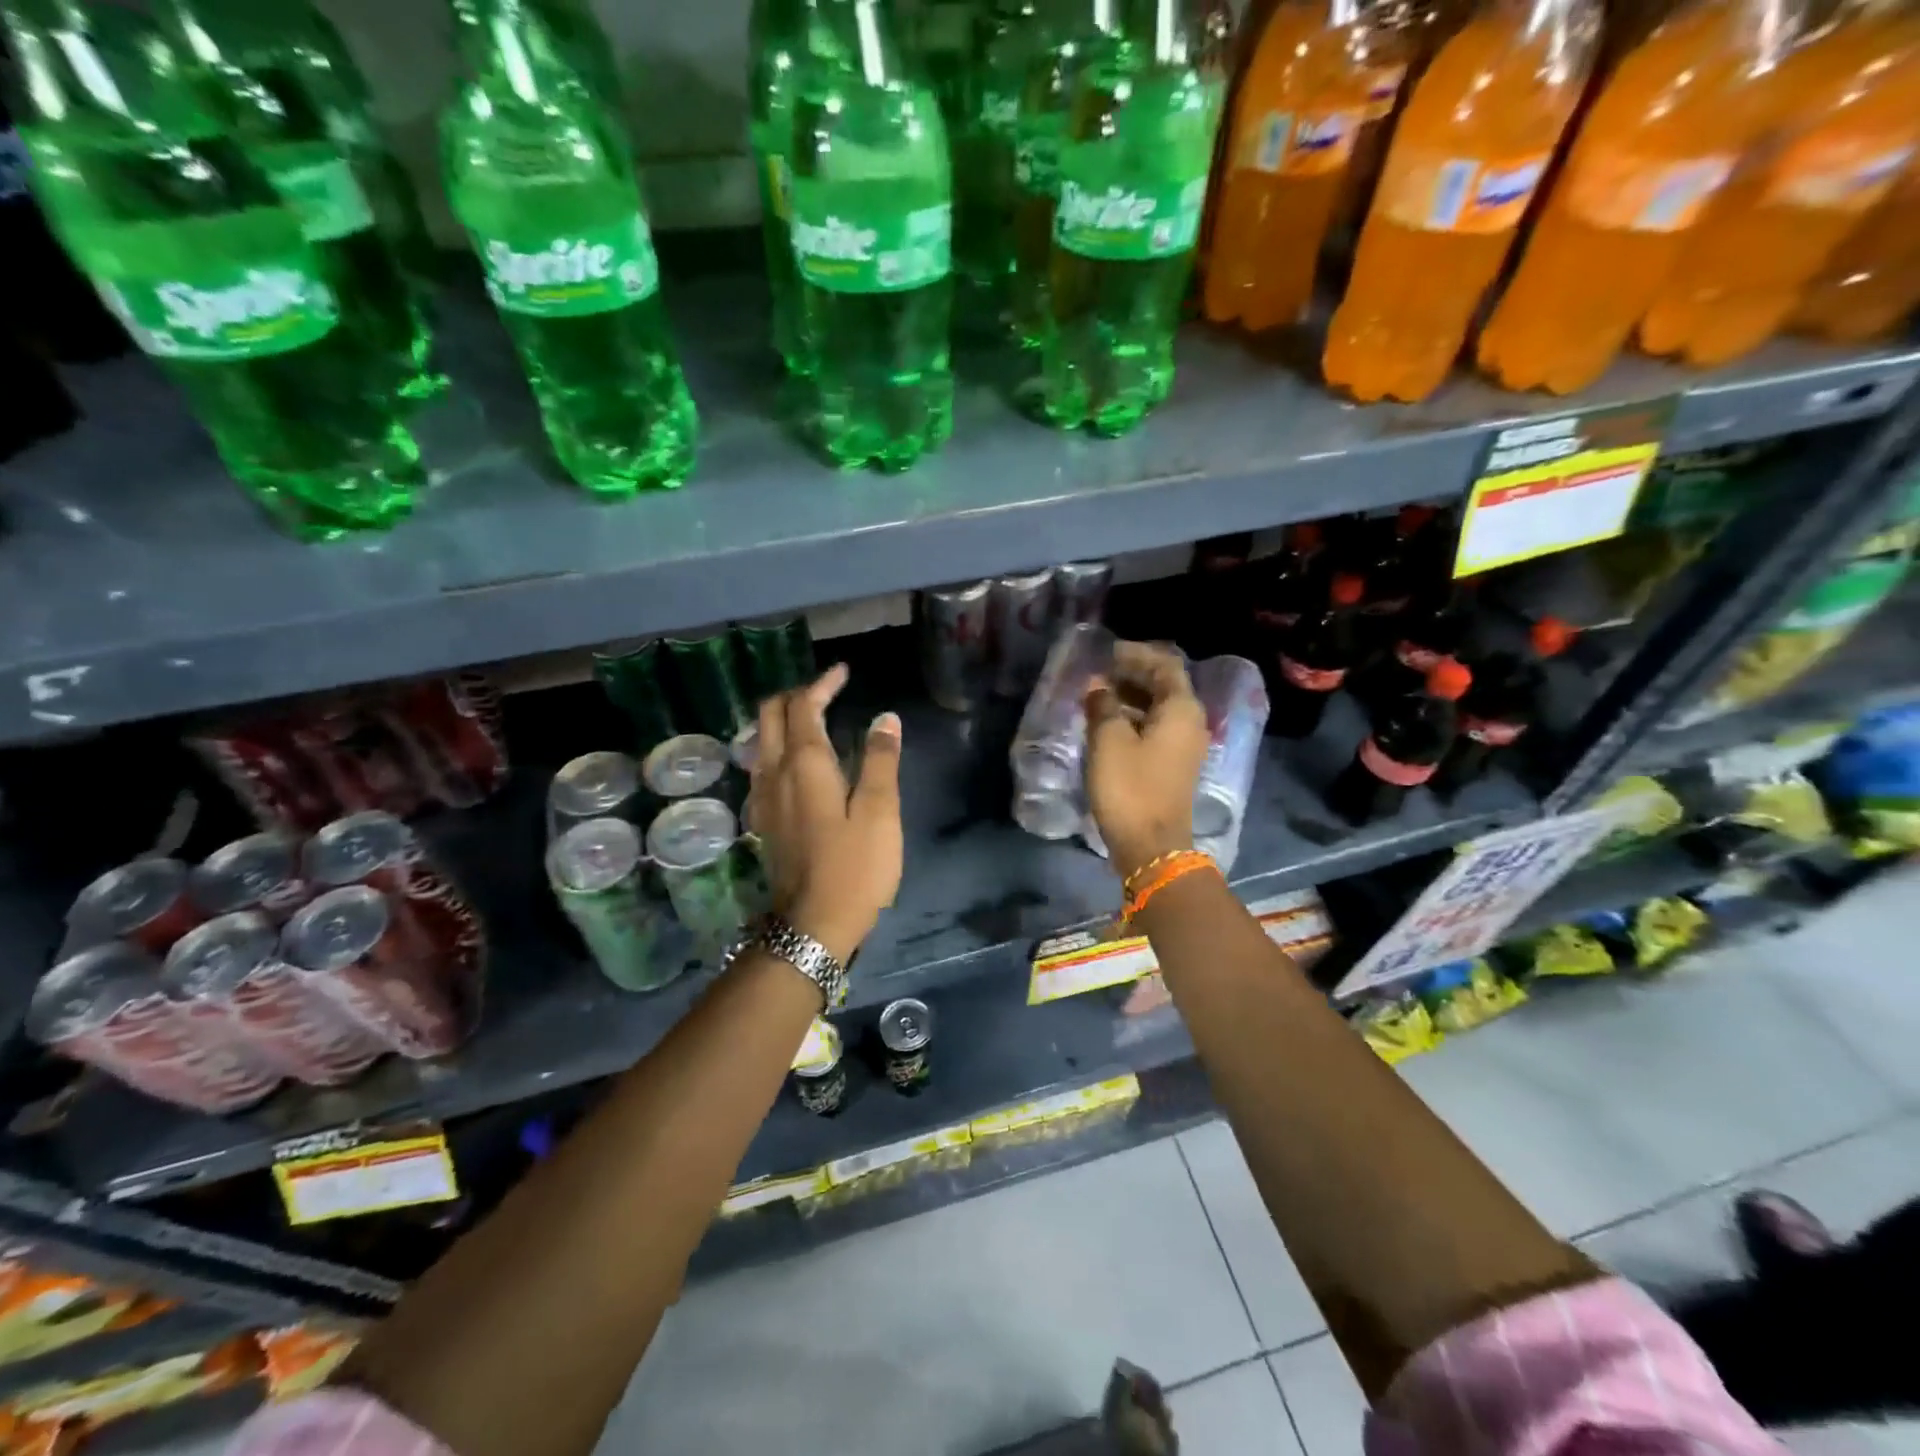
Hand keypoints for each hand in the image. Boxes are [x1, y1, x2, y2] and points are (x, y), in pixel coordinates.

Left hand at [744, 663, 903, 963]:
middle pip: (770, 715)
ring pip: (761, 740)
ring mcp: (763, 797)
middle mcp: (774, 772)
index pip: (803, 705)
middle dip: (795, 695)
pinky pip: (764, 765)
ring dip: (784, 720)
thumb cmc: (855, 867)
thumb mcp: (880, 812)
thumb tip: (885, 718)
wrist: (812, 925)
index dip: (822, 683)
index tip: (843, 672)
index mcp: (804, 764)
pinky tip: (801, 762)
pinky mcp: (764, 819)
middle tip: (826, 691)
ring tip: (814, 718)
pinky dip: (780, 746)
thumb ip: (881, 760)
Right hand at [1084, 641, 1209, 881]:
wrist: (1151, 846)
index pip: (1165, 665)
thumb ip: (1103, 705)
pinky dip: (1134, 719)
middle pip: (1165, 686)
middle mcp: (1190, 723)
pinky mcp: (1173, 766)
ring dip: (1131, 697)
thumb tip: (1098, 685)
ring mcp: (1184, 747)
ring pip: (1159, 709)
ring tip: (1098, 695)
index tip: (1108, 652)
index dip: (1137, 654)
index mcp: (1181, 709)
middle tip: (1100, 671)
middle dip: (1133, 674)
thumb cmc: (1130, 787)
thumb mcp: (1108, 741)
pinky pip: (1156, 729)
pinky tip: (1108, 724)